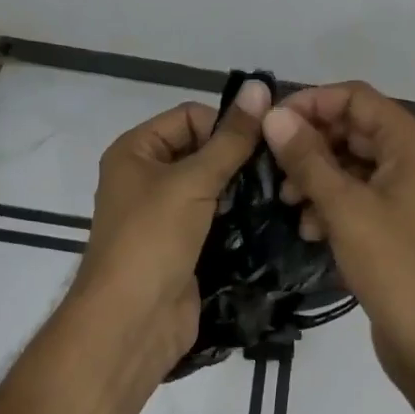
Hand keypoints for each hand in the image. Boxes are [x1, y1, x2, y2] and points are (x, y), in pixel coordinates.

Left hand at [75, 80, 270, 373]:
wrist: (130, 327)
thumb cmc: (151, 240)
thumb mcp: (192, 181)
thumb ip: (231, 139)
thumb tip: (259, 86)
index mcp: (136, 150)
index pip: (190, 116)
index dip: (224, 124)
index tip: (264, 140)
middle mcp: (147, 176)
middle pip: (203, 149)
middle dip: (238, 156)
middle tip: (281, 165)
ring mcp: (166, 214)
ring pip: (213, 185)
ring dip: (243, 187)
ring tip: (283, 189)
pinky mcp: (184, 246)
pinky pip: (217, 218)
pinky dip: (240, 216)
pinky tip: (273, 216)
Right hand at [262, 83, 414, 413]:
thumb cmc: (396, 267)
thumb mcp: (345, 208)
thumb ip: (308, 158)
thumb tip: (274, 115)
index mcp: (407, 141)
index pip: (354, 97)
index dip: (312, 102)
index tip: (272, 124)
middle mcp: (408, 156)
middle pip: (350, 127)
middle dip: (310, 143)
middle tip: (272, 166)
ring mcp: (402, 190)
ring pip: (348, 161)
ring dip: (315, 174)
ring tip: (286, 200)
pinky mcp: (393, 221)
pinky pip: (354, 193)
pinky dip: (329, 202)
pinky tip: (307, 228)